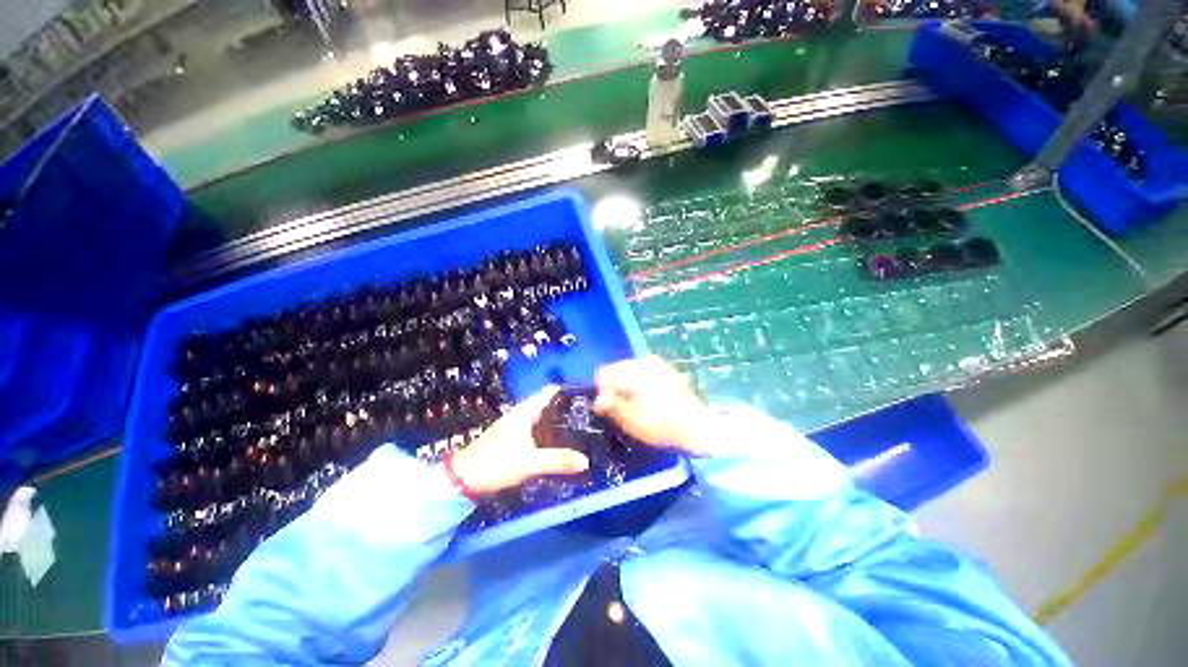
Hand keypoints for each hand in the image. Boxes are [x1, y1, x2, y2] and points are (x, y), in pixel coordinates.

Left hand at [447, 386, 589, 494]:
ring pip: (542, 418)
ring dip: (557, 422)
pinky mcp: (511, 440)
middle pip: (548, 405)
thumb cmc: (496, 463)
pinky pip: (536, 431)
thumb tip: (586, 461)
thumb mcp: (530, 462)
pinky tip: (558, 443)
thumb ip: (558, 461)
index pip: (550, 392)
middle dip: (566, 408)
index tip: (588, 395)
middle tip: (589, 414)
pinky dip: (548, 433)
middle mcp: (521, 414)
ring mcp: (515, 427)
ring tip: (580, 427)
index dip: (568, 391)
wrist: (461, 480)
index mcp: (525, 411)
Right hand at [593, 356, 716, 456]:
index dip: (602, 392)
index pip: (604, 373)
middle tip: (621, 410)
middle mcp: (643, 362)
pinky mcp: (668, 371)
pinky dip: (642, 385)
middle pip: (618, 370)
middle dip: (616, 388)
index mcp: (632, 371)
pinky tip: (649, 402)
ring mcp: (658, 365)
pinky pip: (645, 374)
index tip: (606, 409)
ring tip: (636, 408)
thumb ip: (611, 406)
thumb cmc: (660, 426)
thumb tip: (598, 400)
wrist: (697, 428)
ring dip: (629, 386)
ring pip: (632, 371)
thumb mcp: (630, 420)